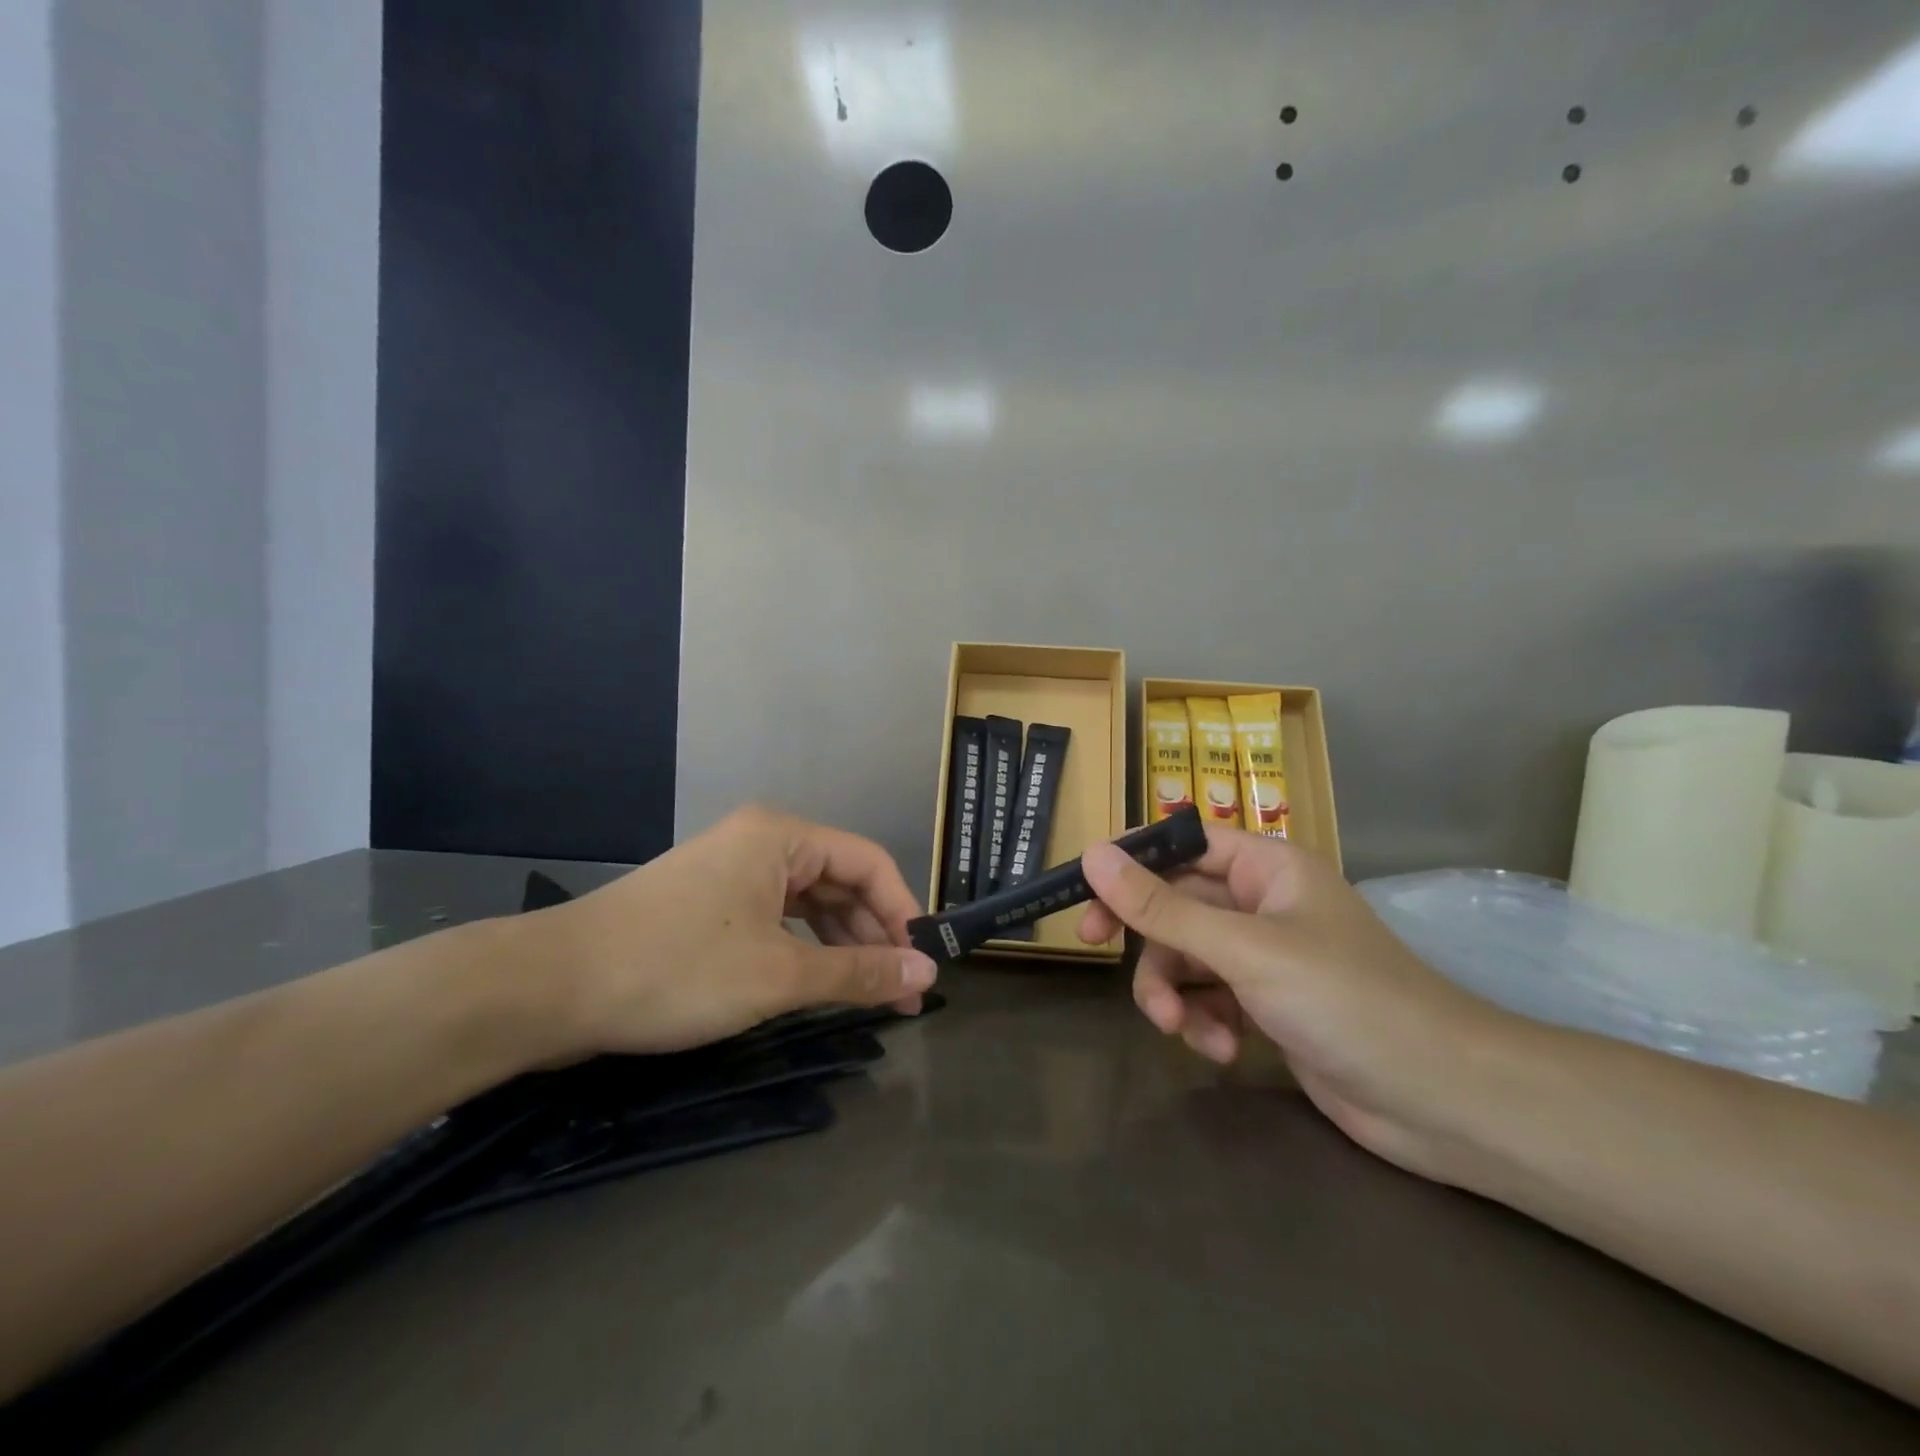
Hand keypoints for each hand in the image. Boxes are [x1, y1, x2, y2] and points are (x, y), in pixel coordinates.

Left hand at [532, 806, 937, 1058]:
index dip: (903, 911)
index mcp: (783, 837)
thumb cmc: (677, 968)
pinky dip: (804, 951)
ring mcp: (732, 873)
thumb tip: (927, 973)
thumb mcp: (778, 974)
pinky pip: (777, 920)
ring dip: (842, 947)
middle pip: (841, 882)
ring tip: (869, 996)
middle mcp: (762, 843)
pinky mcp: (710, 905)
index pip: (869, 863)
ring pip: (809, 905)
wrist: (553, 988)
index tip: (923, 965)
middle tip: (903, 994)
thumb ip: (858, 972)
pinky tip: (819, 984)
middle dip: (874, 936)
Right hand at [1078, 827, 1518, 1178]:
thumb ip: (1162, 908)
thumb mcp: (1242, 949)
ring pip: (1186, 957)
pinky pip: (1210, 998)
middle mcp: (1262, 903)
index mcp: (1266, 867)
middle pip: (1175, 904)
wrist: (1443, 1101)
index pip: (1182, 844)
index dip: (1132, 860)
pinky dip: (1203, 1022)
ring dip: (1174, 992)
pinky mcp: (1268, 1006)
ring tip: (1182, 1030)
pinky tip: (1220, 1051)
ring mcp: (1265, 958)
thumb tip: (1093, 855)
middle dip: (1146, 937)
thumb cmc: (1346, 999)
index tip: (1085, 887)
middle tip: (1092, 946)